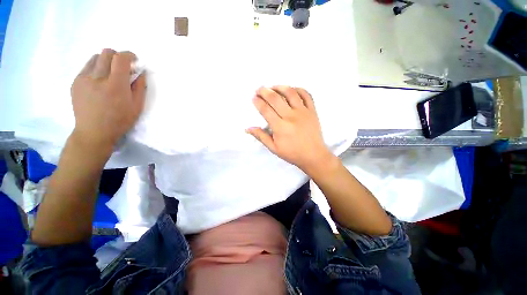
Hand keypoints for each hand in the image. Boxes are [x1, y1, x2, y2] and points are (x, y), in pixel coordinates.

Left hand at [70, 49, 145, 149]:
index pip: (120, 58)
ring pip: (95, 57)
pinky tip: (99, 81)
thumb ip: (140, 87)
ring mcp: (83, 79)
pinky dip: (96, 69)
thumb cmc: (120, 121)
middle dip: (117, 56)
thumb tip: (141, 73)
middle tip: (123, 67)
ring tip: (110, 74)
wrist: (93, 132)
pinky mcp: (75, 82)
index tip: (134, 60)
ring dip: (106, 61)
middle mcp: (97, 78)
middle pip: (106, 53)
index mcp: (115, 85)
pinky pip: (87, 67)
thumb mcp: (137, 106)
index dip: (129, 55)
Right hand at [247, 86, 333, 172]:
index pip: (266, 110)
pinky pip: (306, 95)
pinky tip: (291, 89)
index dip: (258, 102)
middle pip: (275, 98)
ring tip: (273, 87)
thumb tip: (248, 128)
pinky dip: (298, 89)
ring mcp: (303, 112)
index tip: (253, 98)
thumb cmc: (292, 153)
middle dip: (264, 91)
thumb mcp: (274, 148)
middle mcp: (291, 117)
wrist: (313, 155)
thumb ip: (261, 137)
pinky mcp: (312, 111)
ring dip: (280, 87)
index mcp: (280, 127)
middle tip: (259, 89)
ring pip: (290, 93)